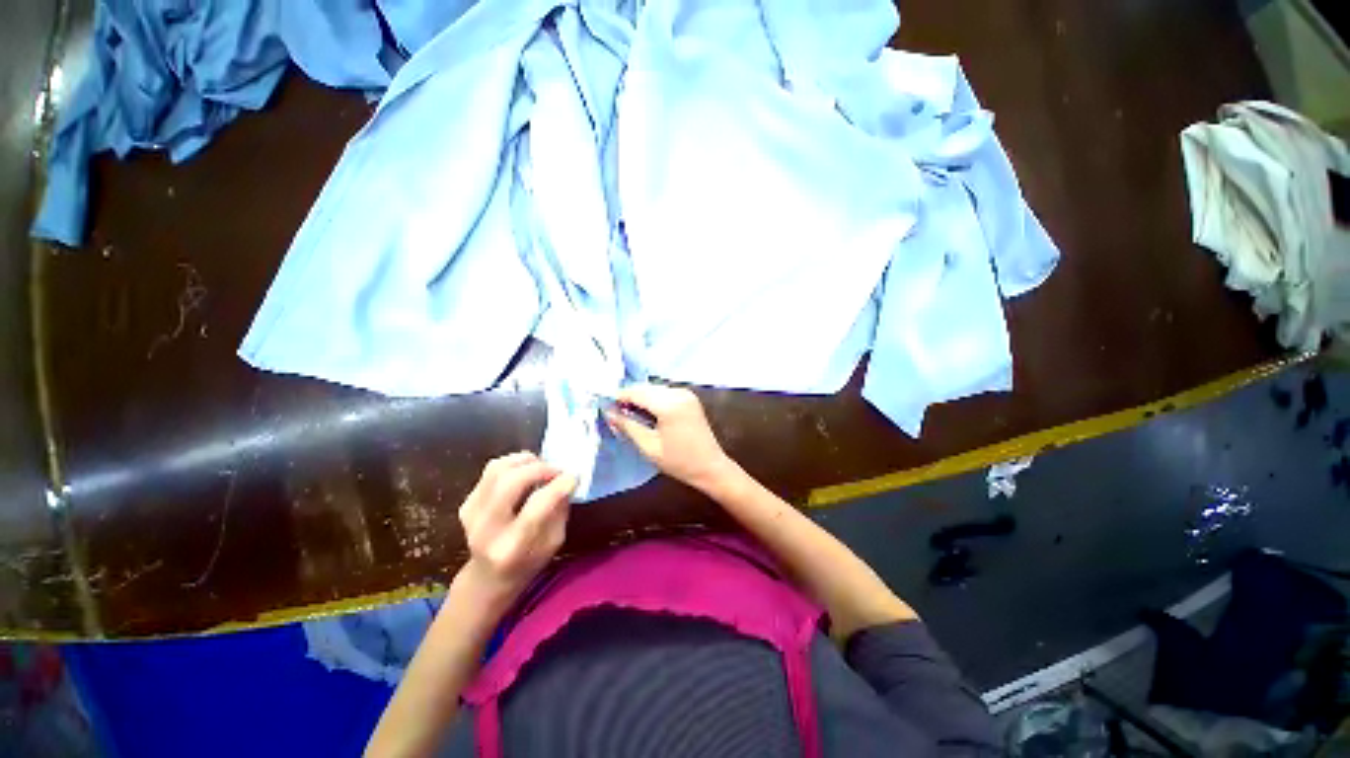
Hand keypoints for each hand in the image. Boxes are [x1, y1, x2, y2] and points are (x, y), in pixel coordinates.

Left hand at [458, 452, 576, 601]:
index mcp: (512, 547)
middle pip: (510, 482)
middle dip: (539, 468)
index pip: (535, 508)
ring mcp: (472, 514)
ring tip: (541, 467)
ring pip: (498, 470)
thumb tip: (566, 478)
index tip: (573, 477)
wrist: (488, 577)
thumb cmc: (529, 561)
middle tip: (556, 470)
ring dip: (525, 461)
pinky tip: (525, 471)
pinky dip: (513, 464)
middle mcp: (487, 529)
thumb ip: (559, 510)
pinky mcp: (467, 503)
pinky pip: (492, 470)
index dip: (557, 487)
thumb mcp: (553, 542)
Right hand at [605, 385, 732, 489]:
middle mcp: (678, 393)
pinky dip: (652, 400)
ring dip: (641, 399)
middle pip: (645, 388)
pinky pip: (664, 393)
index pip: (636, 392)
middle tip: (617, 416)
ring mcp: (686, 393)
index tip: (606, 409)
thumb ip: (628, 426)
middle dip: (629, 398)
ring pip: (654, 389)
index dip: (619, 398)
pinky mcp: (689, 397)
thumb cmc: (679, 462)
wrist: (711, 467)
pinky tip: (648, 415)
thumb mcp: (649, 447)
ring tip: (631, 418)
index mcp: (669, 404)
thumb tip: (608, 412)